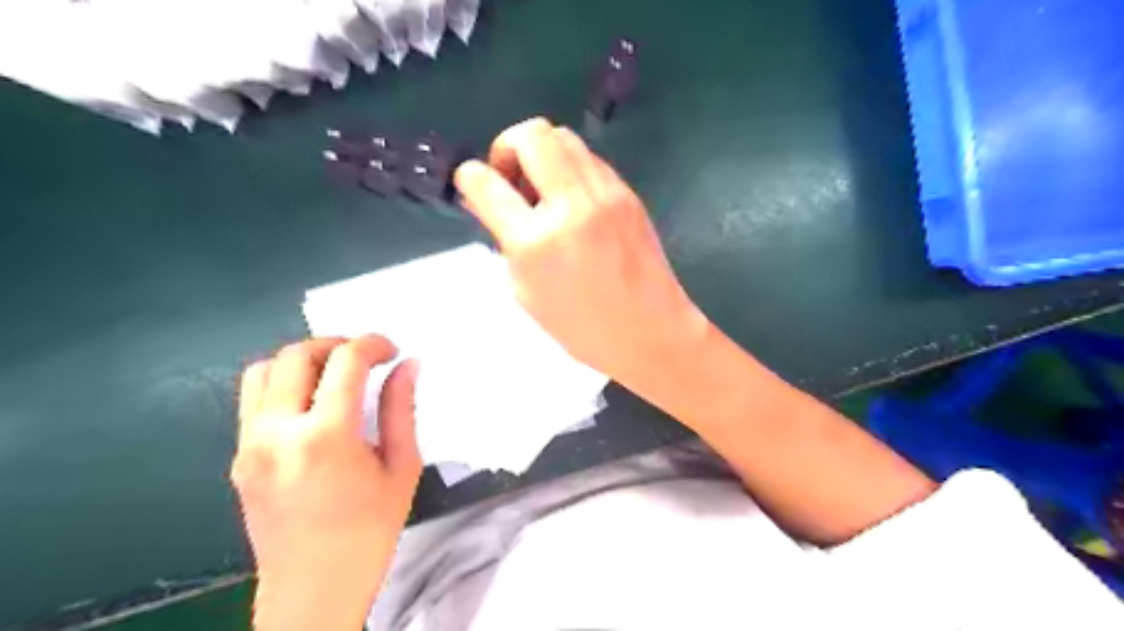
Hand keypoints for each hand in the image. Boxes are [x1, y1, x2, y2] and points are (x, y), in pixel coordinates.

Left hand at [232, 338, 420, 630]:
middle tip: (363, 359)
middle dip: (335, 344)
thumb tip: (408, 366)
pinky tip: (312, 407)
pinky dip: (283, 386)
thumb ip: (401, 409)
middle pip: (296, 355)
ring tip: (333, 376)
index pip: (345, 361)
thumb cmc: (369, 531)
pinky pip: (253, 401)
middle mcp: (276, 431)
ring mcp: (249, 445)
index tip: (391, 351)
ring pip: (263, 371)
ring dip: (302, 361)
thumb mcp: (401, 468)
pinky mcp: (239, 458)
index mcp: (325, 436)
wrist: (314, 589)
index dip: (372, 344)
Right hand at [452, 116, 704, 392]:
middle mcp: (571, 205)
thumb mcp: (526, 292)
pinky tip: (572, 199)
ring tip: (542, 189)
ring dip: (541, 152)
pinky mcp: (627, 193)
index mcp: (536, 241)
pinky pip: (589, 159)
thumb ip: (505, 241)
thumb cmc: (582, 328)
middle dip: (507, 146)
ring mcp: (605, 194)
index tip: (473, 185)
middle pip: (531, 134)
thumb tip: (488, 202)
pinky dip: (570, 167)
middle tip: (511, 179)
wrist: (651, 331)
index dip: (469, 177)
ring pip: (563, 136)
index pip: (485, 182)